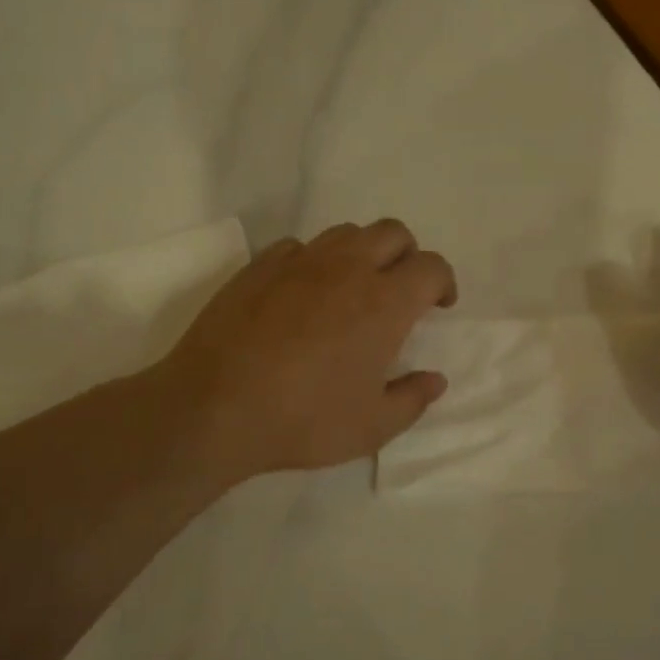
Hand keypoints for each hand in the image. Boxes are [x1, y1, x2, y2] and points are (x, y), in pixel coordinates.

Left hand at [155, 220, 456, 488]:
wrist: (215, 407)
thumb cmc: (304, 420)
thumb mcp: (372, 427)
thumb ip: (412, 399)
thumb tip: (435, 379)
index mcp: (385, 303)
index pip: (431, 267)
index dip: (443, 282)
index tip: (438, 305)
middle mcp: (347, 269)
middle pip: (392, 233)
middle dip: (407, 255)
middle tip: (400, 291)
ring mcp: (299, 262)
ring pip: (346, 232)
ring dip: (362, 252)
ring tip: (353, 289)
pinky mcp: (259, 266)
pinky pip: (298, 247)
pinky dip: (314, 261)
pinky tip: (303, 294)